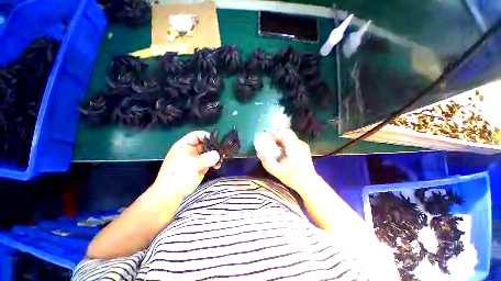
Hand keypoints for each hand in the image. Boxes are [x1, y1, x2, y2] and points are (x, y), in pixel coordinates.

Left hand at [151, 131, 220, 198]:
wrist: (172, 194)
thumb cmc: (177, 175)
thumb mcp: (191, 164)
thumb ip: (205, 158)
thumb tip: (218, 154)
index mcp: (184, 145)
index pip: (196, 135)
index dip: (206, 136)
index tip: (216, 141)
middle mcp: (192, 150)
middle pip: (206, 143)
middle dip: (214, 147)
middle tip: (222, 151)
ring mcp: (197, 158)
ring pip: (210, 152)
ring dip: (216, 155)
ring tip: (221, 160)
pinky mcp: (202, 166)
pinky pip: (211, 161)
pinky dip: (215, 162)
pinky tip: (217, 166)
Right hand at [256, 129, 317, 194]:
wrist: (309, 183)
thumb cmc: (293, 177)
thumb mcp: (278, 172)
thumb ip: (267, 162)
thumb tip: (259, 153)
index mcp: (294, 148)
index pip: (284, 134)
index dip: (274, 133)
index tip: (266, 136)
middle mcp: (300, 144)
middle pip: (287, 132)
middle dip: (277, 134)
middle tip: (269, 140)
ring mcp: (303, 145)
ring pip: (290, 136)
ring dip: (281, 138)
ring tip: (274, 144)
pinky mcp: (304, 148)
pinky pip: (293, 140)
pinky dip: (285, 141)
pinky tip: (281, 149)